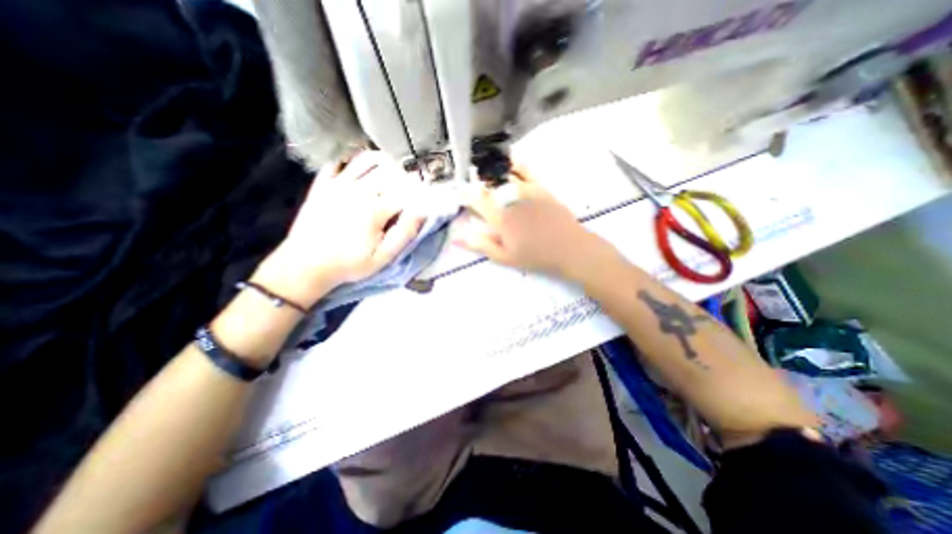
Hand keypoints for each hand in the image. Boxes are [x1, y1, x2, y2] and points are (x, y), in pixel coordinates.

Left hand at [256, 151, 427, 305]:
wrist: (305, 265)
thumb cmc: (349, 264)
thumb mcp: (383, 257)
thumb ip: (404, 233)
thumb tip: (422, 211)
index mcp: (374, 209)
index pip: (406, 190)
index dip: (420, 190)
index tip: (428, 194)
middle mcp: (357, 190)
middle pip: (390, 170)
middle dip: (406, 175)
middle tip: (413, 185)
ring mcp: (337, 183)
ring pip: (367, 160)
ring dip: (385, 162)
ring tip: (394, 172)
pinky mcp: (323, 184)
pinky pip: (341, 161)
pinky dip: (356, 160)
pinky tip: (364, 170)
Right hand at [452, 164, 608, 281]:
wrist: (569, 247)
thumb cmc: (535, 256)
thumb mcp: (505, 256)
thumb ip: (481, 244)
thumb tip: (456, 236)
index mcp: (500, 218)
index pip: (477, 201)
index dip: (465, 194)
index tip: (458, 190)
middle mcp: (511, 200)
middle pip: (489, 186)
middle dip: (477, 182)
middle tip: (469, 179)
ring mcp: (527, 191)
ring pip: (505, 176)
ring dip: (492, 172)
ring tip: (484, 168)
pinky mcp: (541, 188)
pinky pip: (527, 172)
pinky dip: (518, 164)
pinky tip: (512, 160)